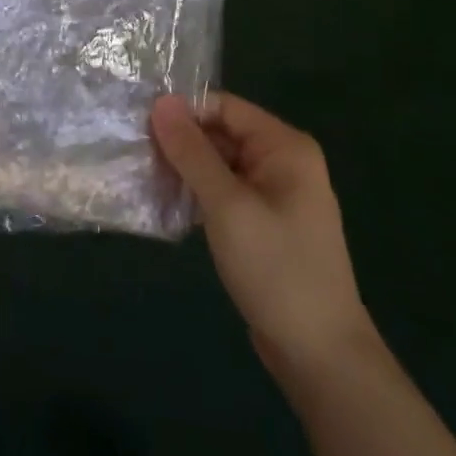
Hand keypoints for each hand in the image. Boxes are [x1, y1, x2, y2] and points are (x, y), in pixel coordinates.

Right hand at [151, 93, 372, 385]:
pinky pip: (227, 193)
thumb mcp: (227, 205)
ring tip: (145, 178)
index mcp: (284, 147)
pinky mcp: (265, 223)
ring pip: (221, 165)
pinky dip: (200, 195)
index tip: (141, 126)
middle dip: (182, 143)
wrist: (319, 353)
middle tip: (136, 155)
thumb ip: (192, 152)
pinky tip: (169, 207)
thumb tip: (160, 102)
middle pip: (223, 134)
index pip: (225, 107)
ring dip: (187, 171)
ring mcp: (276, 194)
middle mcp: (284, 162)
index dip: (184, 112)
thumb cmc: (275, 268)